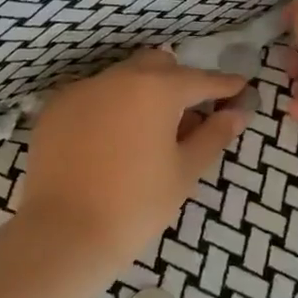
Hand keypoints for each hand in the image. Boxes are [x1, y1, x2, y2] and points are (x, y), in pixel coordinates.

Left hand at [15, 49, 249, 267]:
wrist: (64, 233)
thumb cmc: (137, 204)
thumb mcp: (185, 171)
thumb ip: (213, 135)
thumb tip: (237, 113)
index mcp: (156, 88)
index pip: (199, 79)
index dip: (224, 85)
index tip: (241, 86)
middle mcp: (118, 77)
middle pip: (158, 65)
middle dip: (178, 80)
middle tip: (191, 112)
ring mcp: (82, 89)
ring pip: (122, 77)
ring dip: (142, 92)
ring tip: (149, 130)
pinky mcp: (56, 108)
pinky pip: (93, 95)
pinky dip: (110, 107)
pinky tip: (112, 139)